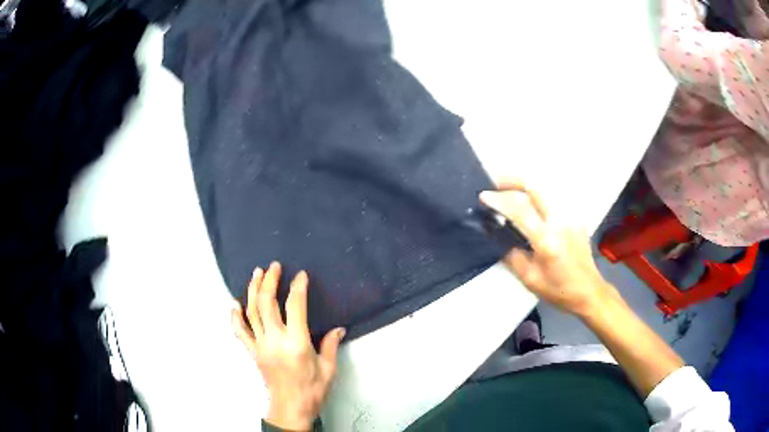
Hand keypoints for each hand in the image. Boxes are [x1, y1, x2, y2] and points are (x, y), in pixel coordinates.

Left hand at [231, 262, 344, 430]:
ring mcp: (260, 345)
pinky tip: (234, 304)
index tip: (300, 275)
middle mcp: (275, 340)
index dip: (298, 287)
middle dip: (269, 281)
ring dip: (252, 291)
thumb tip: (338, 328)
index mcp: (297, 343)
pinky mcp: (253, 353)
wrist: (291, 408)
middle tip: (274, 266)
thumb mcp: (328, 368)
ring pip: (252, 312)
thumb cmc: (312, 389)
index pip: (295, 307)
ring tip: (256, 274)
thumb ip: (331, 346)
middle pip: (267, 303)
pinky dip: (235, 316)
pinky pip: (240, 332)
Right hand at [480, 179, 621, 317]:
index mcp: (546, 240)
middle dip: (513, 180)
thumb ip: (513, 256)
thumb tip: (500, 236)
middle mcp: (560, 222)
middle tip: (496, 184)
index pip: (520, 210)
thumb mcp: (530, 279)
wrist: (589, 291)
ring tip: (510, 190)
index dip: (499, 200)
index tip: (484, 196)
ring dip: (525, 186)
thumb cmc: (559, 290)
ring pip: (545, 190)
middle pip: (535, 187)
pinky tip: (531, 206)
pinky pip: (554, 200)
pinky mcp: (576, 218)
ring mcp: (570, 217)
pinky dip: (538, 197)